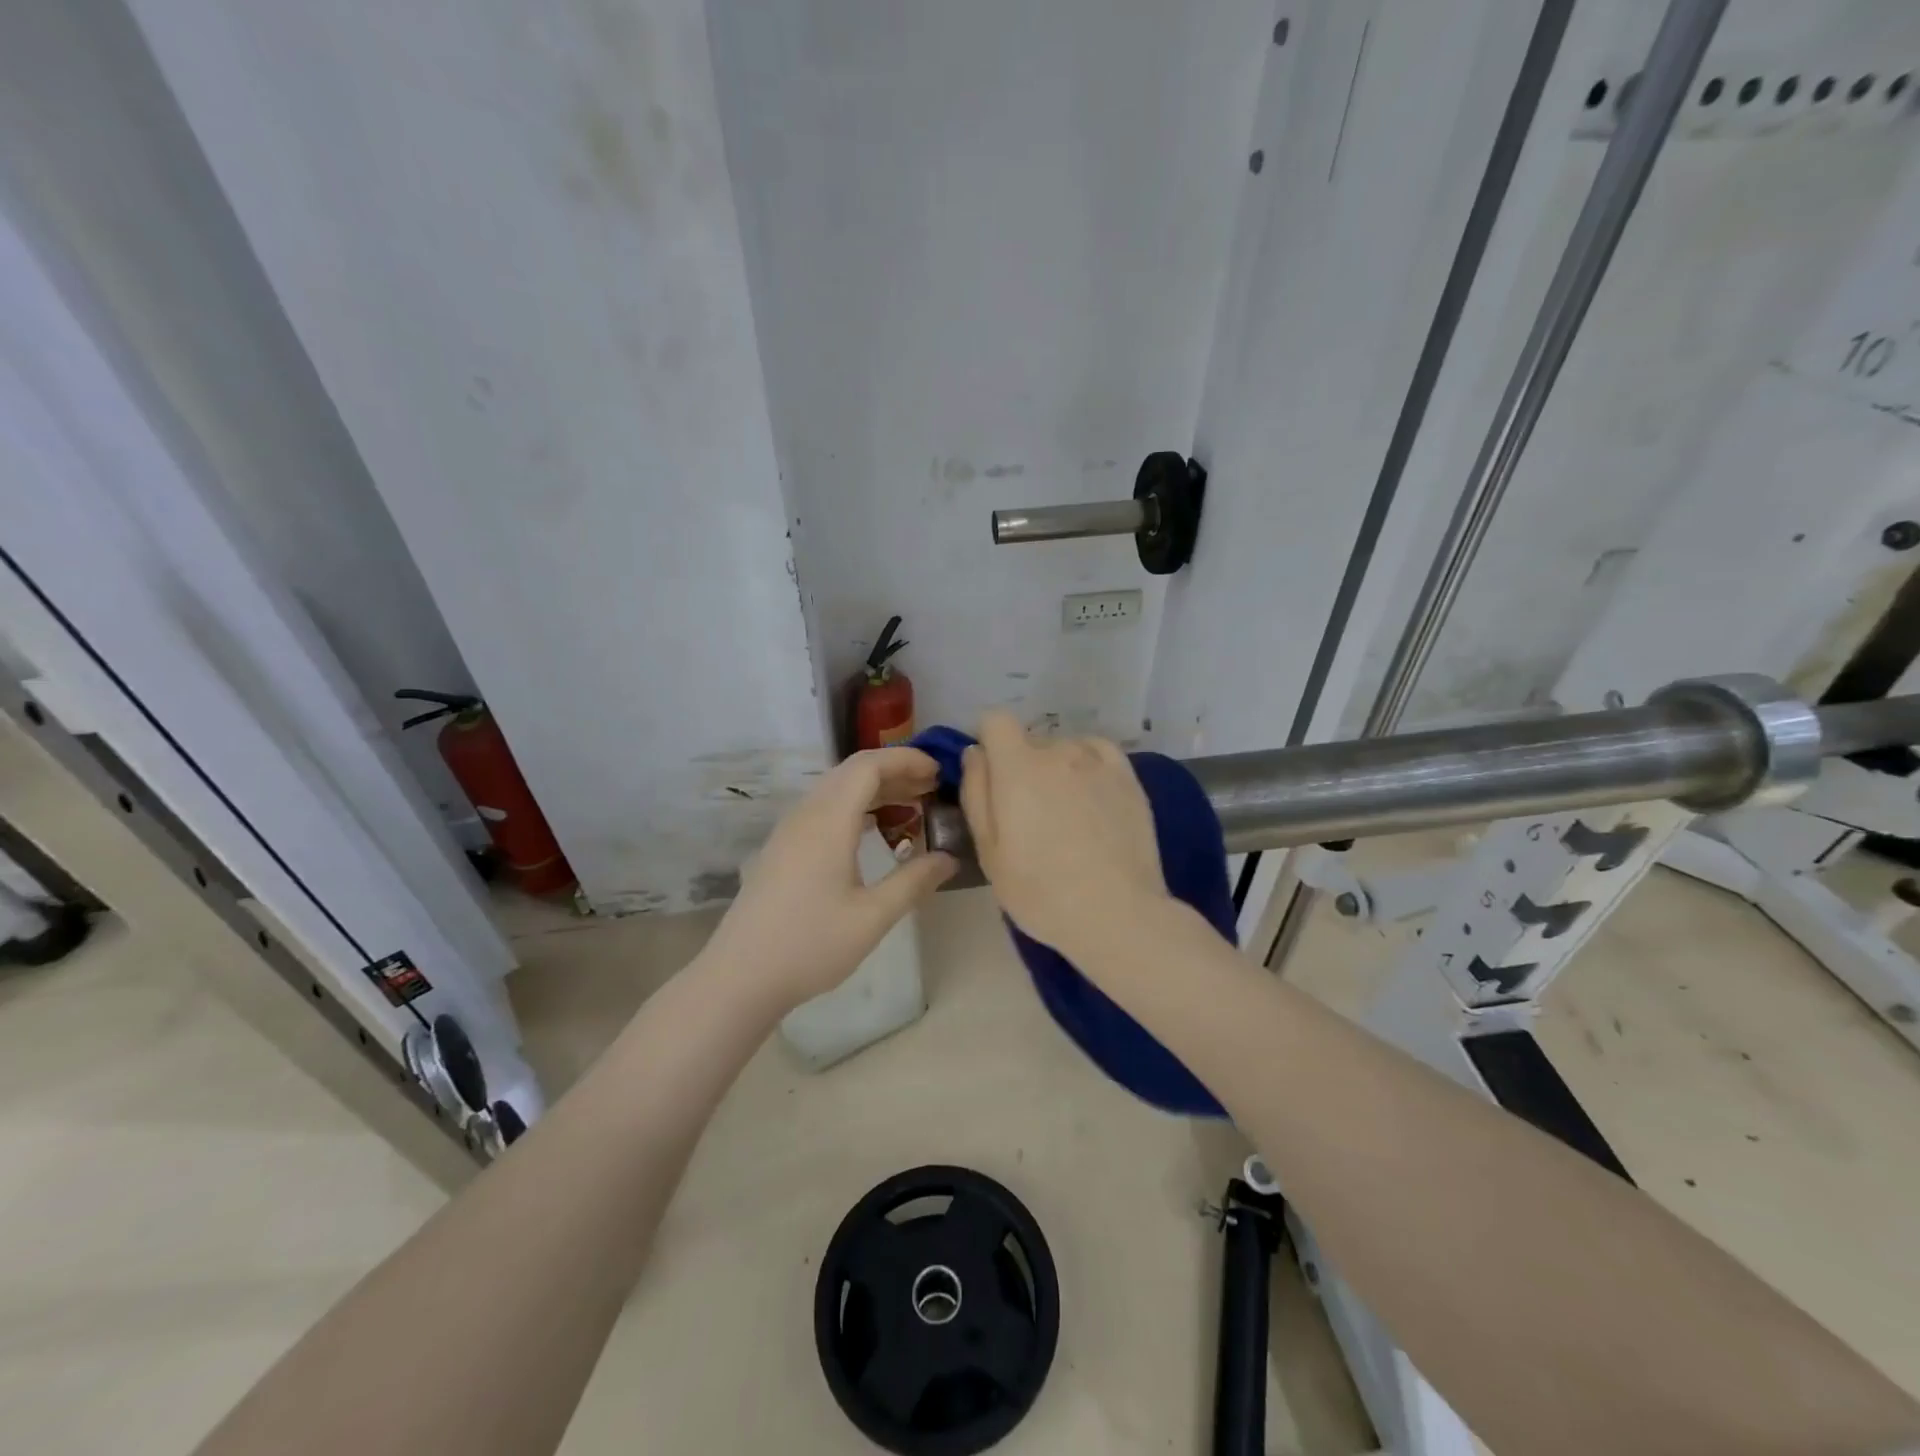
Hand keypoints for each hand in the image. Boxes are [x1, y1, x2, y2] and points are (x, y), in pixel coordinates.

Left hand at [703, 747, 955, 1008]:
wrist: (740, 977)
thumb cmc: (810, 945)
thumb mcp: (873, 917)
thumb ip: (914, 881)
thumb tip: (949, 858)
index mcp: (828, 821)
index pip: (868, 766)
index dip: (906, 760)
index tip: (939, 771)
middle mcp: (806, 815)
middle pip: (852, 771)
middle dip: (894, 770)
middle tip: (932, 787)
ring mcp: (789, 831)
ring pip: (836, 789)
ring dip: (874, 788)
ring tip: (911, 804)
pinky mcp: (782, 849)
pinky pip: (823, 808)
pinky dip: (855, 806)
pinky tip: (874, 830)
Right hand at [959, 710, 1171, 959]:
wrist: (1116, 913)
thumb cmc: (1040, 890)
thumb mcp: (989, 850)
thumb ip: (976, 792)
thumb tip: (975, 753)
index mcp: (1017, 767)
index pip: (996, 720)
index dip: (988, 740)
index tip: (991, 773)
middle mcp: (1058, 751)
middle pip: (1030, 740)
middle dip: (1022, 766)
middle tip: (1029, 813)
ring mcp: (1098, 762)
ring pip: (1065, 748)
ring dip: (1057, 768)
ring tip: (1067, 813)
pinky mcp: (1128, 777)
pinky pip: (1098, 752)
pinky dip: (1088, 765)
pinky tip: (1091, 797)